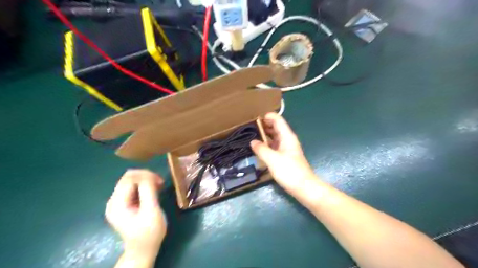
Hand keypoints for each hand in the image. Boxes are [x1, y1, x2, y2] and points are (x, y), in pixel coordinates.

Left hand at [107, 170, 167, 259]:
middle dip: (146, 176)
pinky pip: (133, 187)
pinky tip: (153, 190)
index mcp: (117, 204)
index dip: (145, 175)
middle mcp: (114, 201)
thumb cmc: (149, 233)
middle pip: (128, 177)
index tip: (160, 181)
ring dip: (146, 180)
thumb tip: (148, 175)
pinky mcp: (124, 204)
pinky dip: (144, 185)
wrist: (143, 249)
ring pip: (131, 181)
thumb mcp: (151, 211)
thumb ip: (148, 192)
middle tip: (160, 183)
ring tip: (158, 186)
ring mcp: (118, 202)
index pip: (129, 178)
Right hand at [250, 112, 316, 195]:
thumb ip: (261, 149)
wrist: (304, 187)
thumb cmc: (289, 171)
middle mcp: (287, 140)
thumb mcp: (272, 159)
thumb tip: (253, 142)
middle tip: (250, 128)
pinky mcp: (285, 157)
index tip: (255, 119)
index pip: (278, 120)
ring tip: (252, 136)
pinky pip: (274, 147)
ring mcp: (287, 149)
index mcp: (287, 136)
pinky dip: (267, 145)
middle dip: (264, 125)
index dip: (268, 116)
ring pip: (275, 138)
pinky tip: (259, 149)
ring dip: (265, 136)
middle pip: (276, 128)